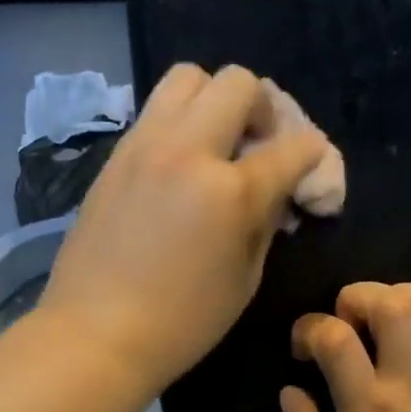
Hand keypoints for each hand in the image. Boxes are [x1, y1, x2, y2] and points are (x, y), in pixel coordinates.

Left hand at [39, 64, 328, 394]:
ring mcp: (145, 146)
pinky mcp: (116, 156)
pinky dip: (180, 121)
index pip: (294, 146)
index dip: (315, 159)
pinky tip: (181, 164)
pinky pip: (155, 111)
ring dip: (215, 100)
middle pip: (239, 83)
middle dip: (265, 109)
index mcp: (230, 190)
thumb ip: (266, 224)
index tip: (311, 178)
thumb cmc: (181, 324)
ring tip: (218, 143)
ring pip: (188, 77)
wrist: (95, 334)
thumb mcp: (245, 280)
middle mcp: (188, 150)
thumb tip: (276, 194)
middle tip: (261, 147)